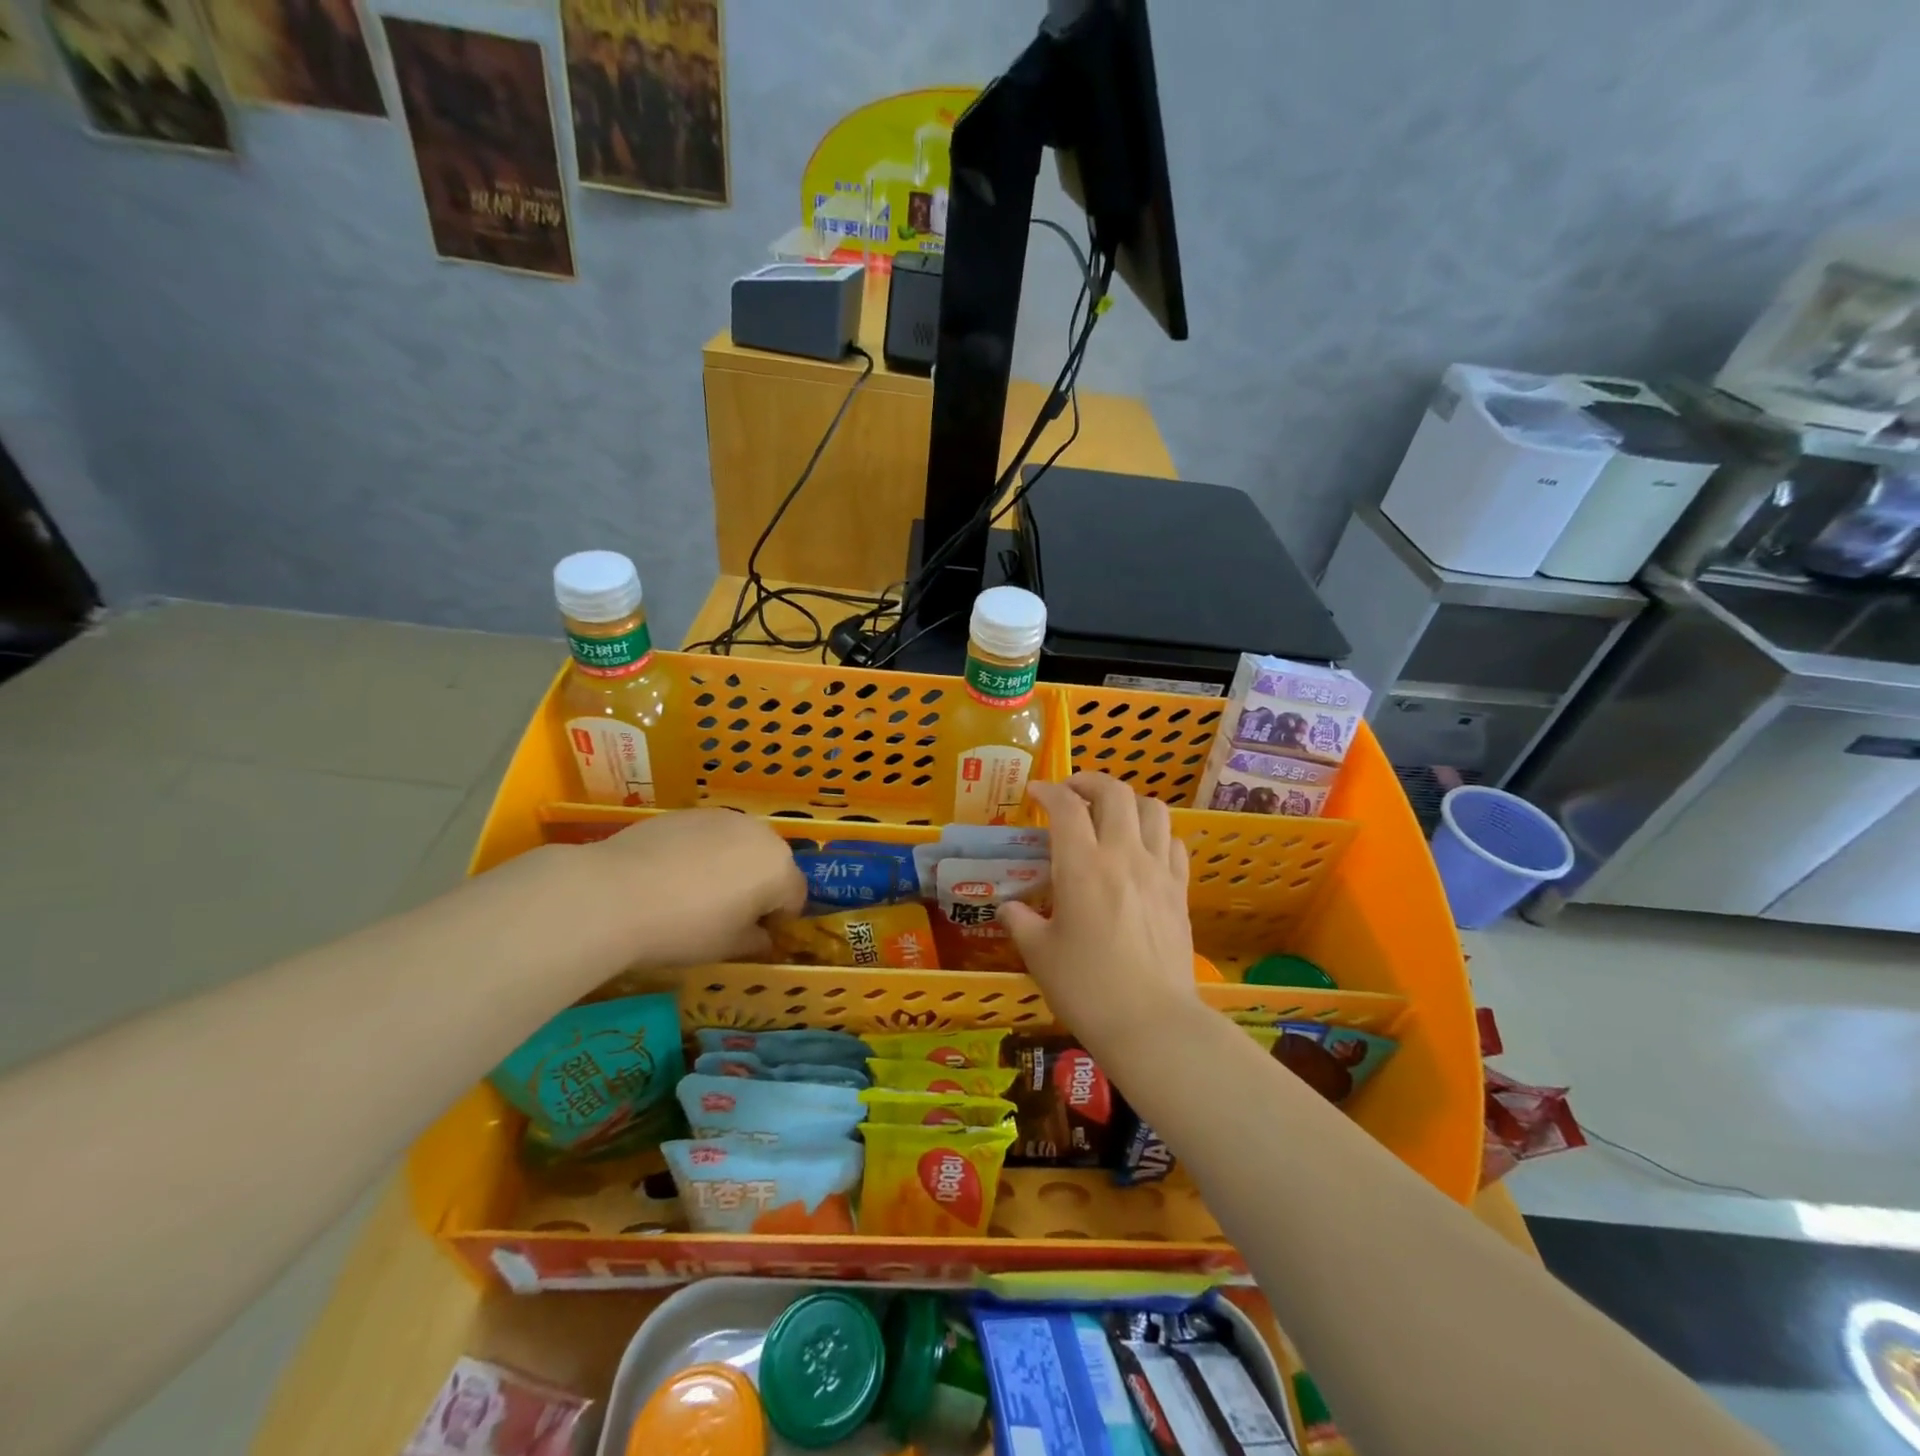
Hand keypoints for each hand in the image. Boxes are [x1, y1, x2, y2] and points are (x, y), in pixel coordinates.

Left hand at [584, 809, 806, 965]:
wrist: (616, 893)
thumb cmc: (685, 927)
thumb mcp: (728, 948)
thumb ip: (756, 941)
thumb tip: (762, 937)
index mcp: (779, 868)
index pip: (795, 896)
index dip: (779, 920)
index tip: (755, 936)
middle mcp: (760, 834)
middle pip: (771, 864)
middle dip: (758, 887)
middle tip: (727, 915)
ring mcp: (723, 817)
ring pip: (740, 846)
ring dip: (731, 866)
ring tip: (696, 892)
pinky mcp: (688, 812)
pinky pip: (709, 836)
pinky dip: (701, 853)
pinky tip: (671, 875)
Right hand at [1001, 774, 1200, 1054]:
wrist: (1152, 1023)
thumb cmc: (1087, 988)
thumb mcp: (1039, 955)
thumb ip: (1019, 922)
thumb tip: (1009, 907)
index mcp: (1082, 866)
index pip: (1066, 806)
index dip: (1048, 791)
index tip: (1035, 793)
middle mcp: (1123, 855)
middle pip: (1114, 792)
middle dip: (1089, 782)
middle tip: (1071, 793)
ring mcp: (1158, 870)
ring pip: (1152, 808)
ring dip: (1127, 801)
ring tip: (1110, 814)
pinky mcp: (1180, 890)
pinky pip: (1173, 842)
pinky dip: (1155, 832)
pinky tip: (1142, 849)